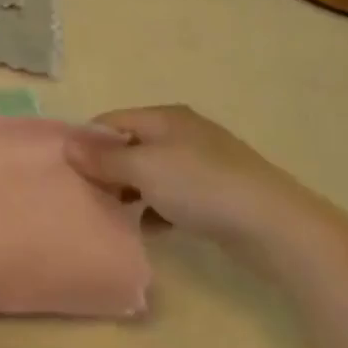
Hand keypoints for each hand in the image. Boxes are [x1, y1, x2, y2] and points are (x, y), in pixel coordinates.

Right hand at [63, 104, 335, 255]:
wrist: (280, 228)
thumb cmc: (202, 187)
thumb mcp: (144, 168)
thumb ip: (103, 158)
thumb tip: (67, 145)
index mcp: (164, 117)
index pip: (111, 121)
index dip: (87, 142)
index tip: (69, 170)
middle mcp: (183, 133)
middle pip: (132, 146)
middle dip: (108, 169)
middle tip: (88, 195)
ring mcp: (205, 164)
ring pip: (153, 173)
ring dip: (132, 192)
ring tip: (114, 215)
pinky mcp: (220, 195)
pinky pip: (175, 196)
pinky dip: (158, 209)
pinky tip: (149, 229)